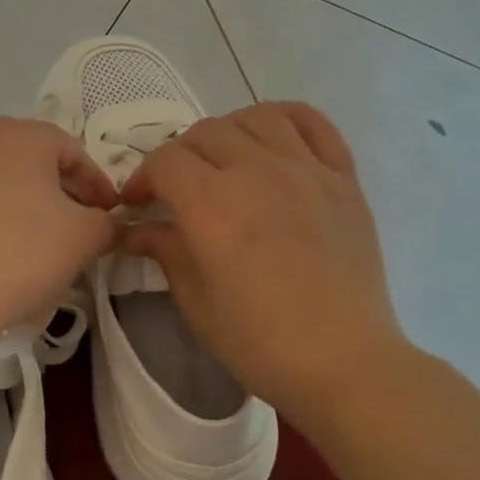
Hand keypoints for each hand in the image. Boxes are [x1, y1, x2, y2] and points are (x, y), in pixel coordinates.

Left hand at [0, 116, 120, 336]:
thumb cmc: (23, 252)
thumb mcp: (84, 238)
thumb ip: (107, 223)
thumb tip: (108, 223)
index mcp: (22, 134)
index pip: (72, 151)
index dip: (97, 184)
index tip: (109, 216)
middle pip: (28, 157)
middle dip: (56, 187)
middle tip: (74, 223)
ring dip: (14, 197)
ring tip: (28, 235)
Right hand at [120, 102, 409, 432]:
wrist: (344, 362)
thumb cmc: (259, 341)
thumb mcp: (195, 302)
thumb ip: (164, 250)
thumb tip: (136, 228)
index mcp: (212, 205)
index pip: (165, 161)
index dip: (143, 178)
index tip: (139, 204)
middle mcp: (256, 172)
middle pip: (205, 132)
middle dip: (179, 156)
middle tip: (177, 190)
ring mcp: (305, 170)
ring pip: (255, 117)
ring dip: (227, 132)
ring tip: (225, 161)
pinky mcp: (343, 178)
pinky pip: (313, 123)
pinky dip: (286, 118)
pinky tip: (273, 139)